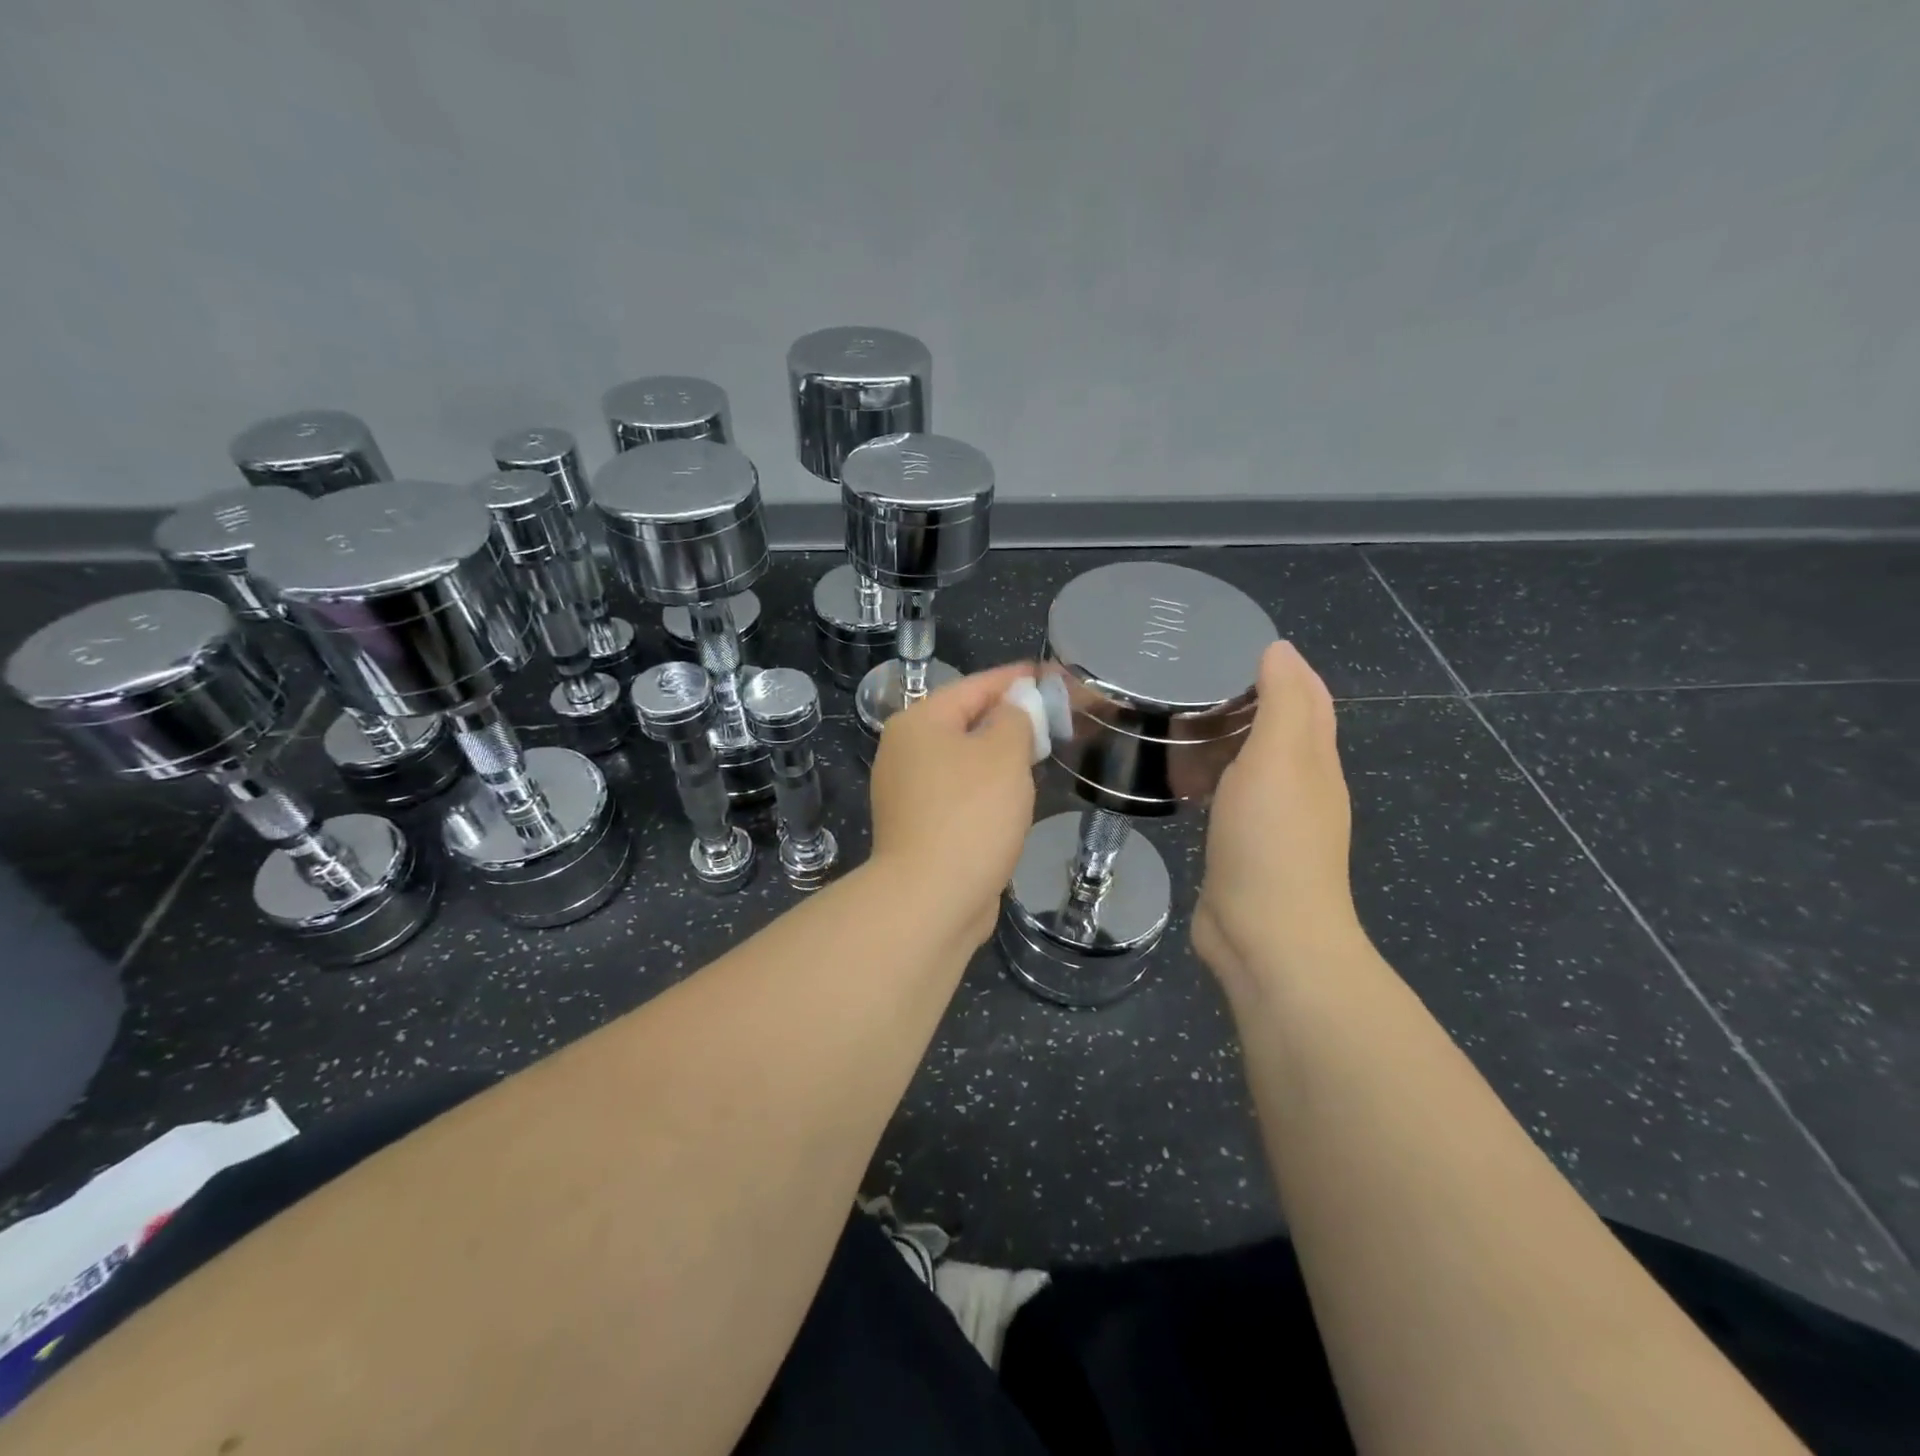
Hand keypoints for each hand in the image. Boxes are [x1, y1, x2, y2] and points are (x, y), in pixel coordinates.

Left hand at [868, 663, 1038, 949]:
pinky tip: (1012, 797)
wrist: (930, 900)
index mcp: (918, 723)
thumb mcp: (1004, 755)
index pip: (974, 686)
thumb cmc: (970, 816)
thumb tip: (1014, 705)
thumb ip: (1015, 719)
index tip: (1051, 675)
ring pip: (963, 760)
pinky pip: (959, 793)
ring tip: (1039, 752)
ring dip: (999, 756)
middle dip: (1009, 718)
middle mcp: (904, 752)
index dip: (1016, 679)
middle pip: (964, 722)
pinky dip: (986, 788)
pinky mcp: (918, 827)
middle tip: (1053, 716)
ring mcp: (907, 793)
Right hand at [1193, 641, 1365, 986]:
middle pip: (1278, 730)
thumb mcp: (1279, 757)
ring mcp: (1272, 821)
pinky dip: (1210, 778)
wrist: (1265, 934)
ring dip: (1223, 740)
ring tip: (1177, 720)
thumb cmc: (1272, 838)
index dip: (1283, 668)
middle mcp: (1301, 786)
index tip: (1234, 645)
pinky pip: (1227, 798)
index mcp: (1315, 760)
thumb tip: (1281, 649)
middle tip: (1192, 679)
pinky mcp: (1243, 848)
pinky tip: (1182, 778)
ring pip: (1249, 765)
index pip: (1307, 697)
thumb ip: (1283, 701)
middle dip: (1246, 700)